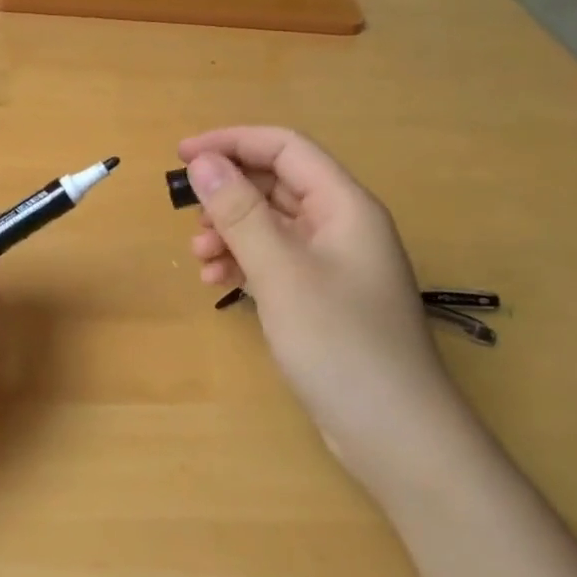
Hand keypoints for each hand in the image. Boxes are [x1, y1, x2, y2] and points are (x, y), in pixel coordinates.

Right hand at [180, 127, 473, 497]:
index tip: (181, 155)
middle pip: (275, 185)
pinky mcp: (321, 297)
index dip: (231, 142)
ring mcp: (332, 263)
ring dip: (230, 232)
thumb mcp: (281, 271)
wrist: (394, 433)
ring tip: (200, 259)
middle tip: (186, 217)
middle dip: (227, 195)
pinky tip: (217, 282)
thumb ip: (240, 212)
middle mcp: (340, 225)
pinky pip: (274, 260)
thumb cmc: (340, 342)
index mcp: (343, 205)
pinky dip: (243, 263)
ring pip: (270, 224)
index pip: (284, 148)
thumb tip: (202, 161)